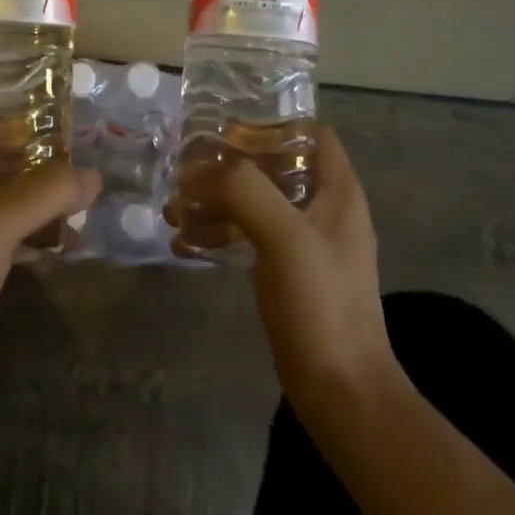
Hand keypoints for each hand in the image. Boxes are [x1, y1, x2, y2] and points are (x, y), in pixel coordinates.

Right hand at [171, 127, 398, 411]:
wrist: (340, 391)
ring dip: (216, 201)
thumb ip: (243, 189)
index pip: (309, 133)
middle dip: (228, 165)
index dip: (270, 123)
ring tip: (173, 208)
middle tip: (185, 167)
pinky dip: (219, 233)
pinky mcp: (287, 274)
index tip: (224, 126)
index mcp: (337, 191)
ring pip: (255, 203)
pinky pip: (248, 238)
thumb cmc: (320, 302)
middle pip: (273, 167)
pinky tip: (184, 242)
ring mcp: (305, 244)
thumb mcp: (283, 235)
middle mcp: (324, 209)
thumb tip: (195, 169)